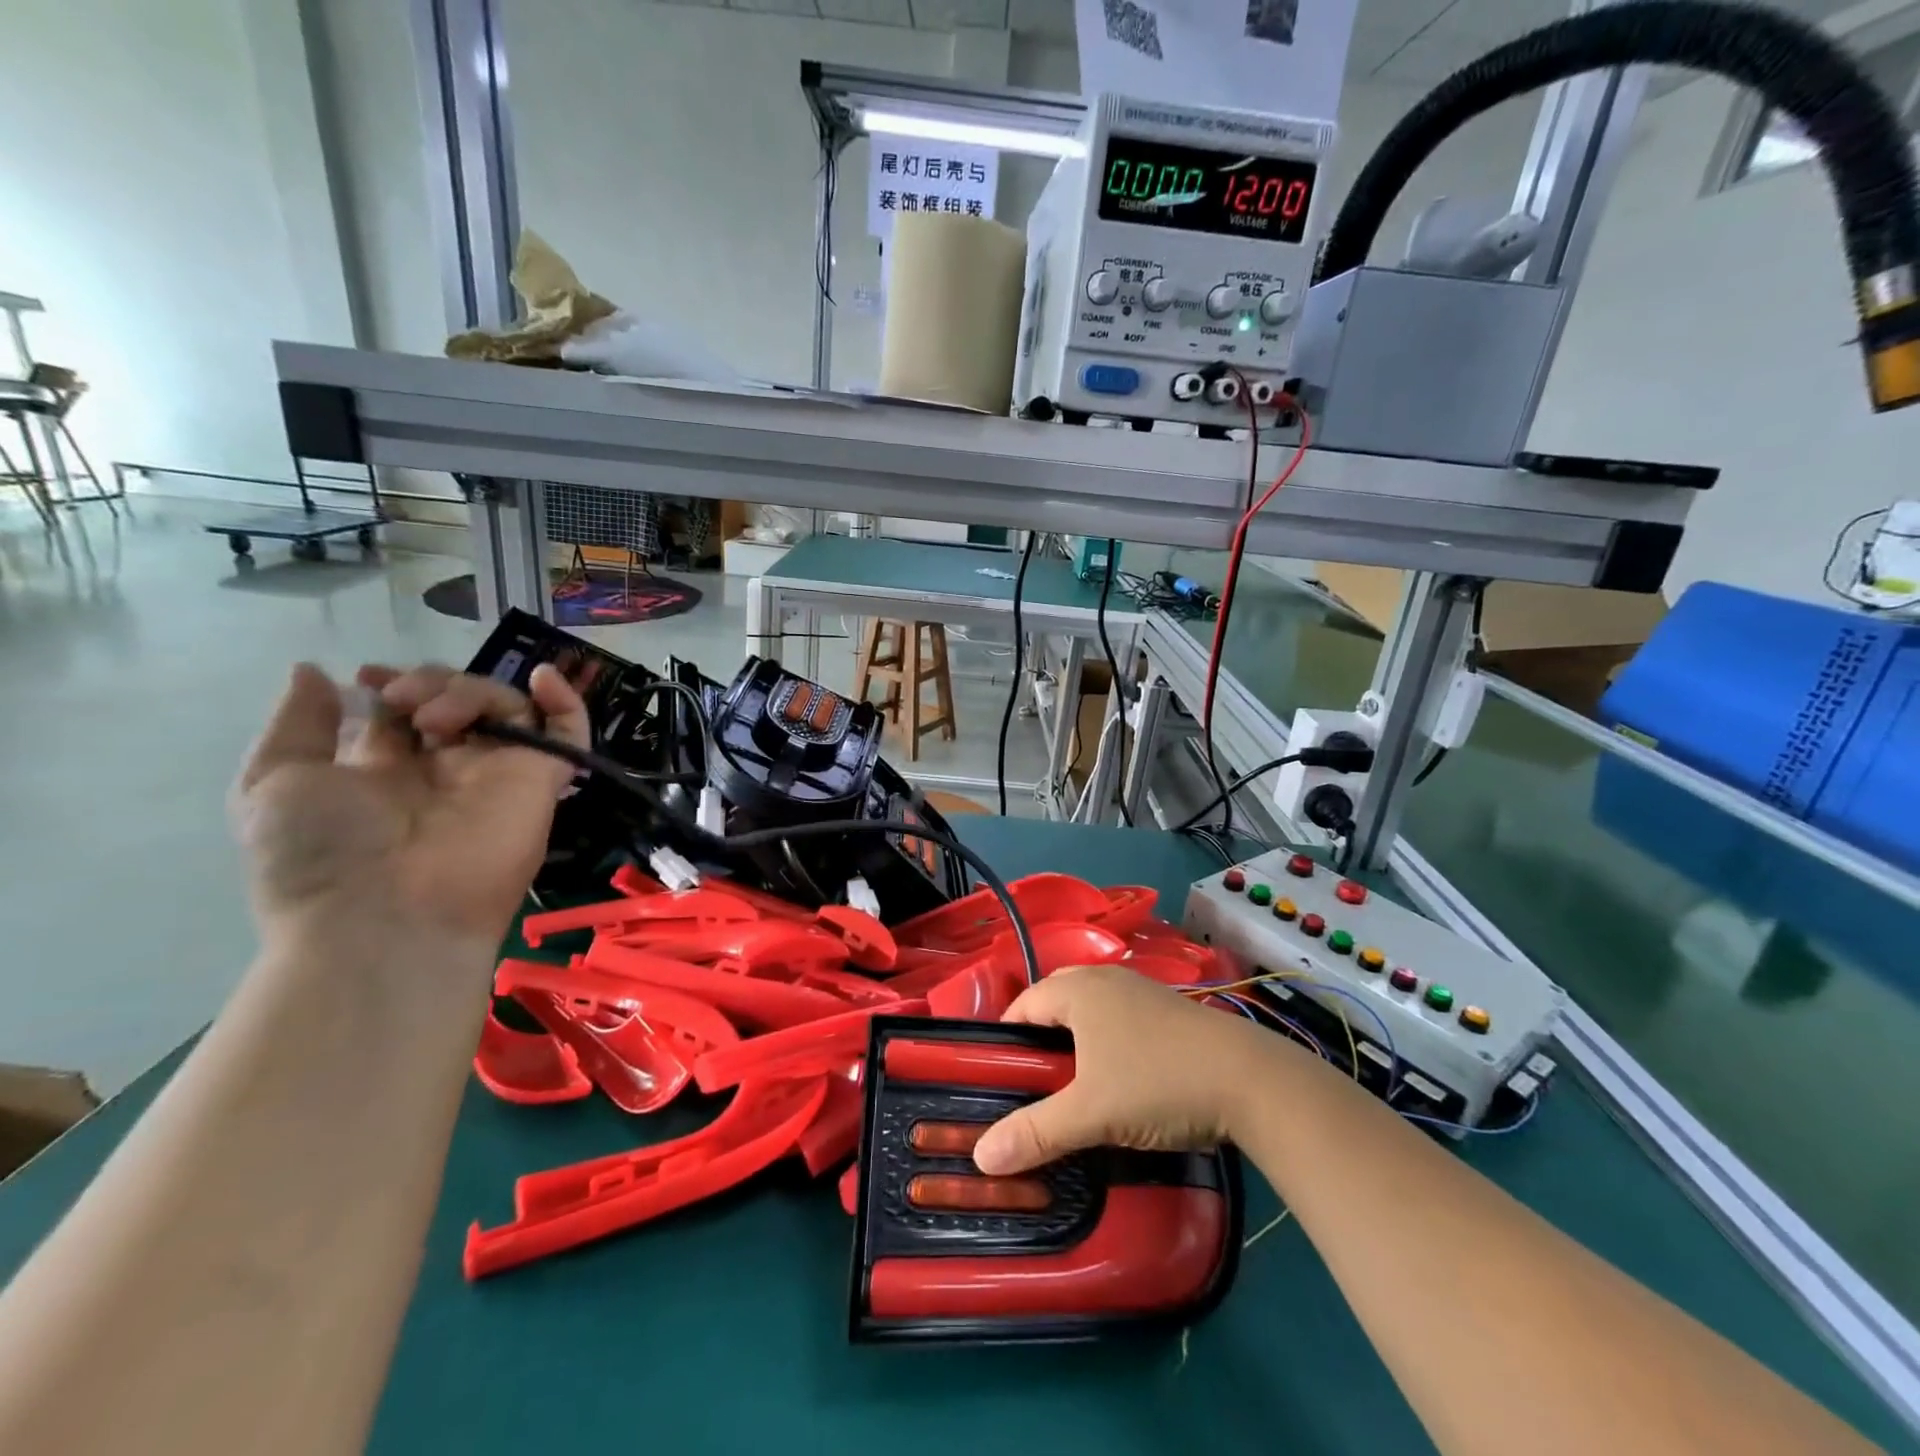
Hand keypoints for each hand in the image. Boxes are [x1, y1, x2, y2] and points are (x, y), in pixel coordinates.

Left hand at [232, 662, 586, 951]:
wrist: (384, 915)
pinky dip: (565, 701)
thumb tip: (315, 670)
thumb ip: (299, 723)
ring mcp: (499, 772)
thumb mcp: (274, 781)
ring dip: (469, 691)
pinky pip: (569, 733)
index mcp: (390, 769)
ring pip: (506, 705)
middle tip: (401, 700)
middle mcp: (449, 767)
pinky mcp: (541, 778)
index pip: (410, 710)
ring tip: (434, 719)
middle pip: (460, 700)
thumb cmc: (322, 854)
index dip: (394, 685)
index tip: (370, 679)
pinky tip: (542, 679)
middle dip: (429, 683)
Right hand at [972, 964, 1277, 1175]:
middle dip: (1038, 1033)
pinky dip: (1106, 1038)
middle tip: (1030, 1079)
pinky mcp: (1169, 1009)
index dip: (1005, 1036)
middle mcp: (1106, 980)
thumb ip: (1035, 1132)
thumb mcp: (1090, 1114)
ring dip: (1074, 1035)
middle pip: (1055, 999)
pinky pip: (1119, 1016)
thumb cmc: (1156, 1083)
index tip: (996, 1074)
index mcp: (1078, 990)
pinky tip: (1117, 1074)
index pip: (1023, 1003)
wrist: (1249, 1080)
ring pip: (1091, 1007)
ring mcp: (1141, 991)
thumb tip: (980, 1156)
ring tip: (1069, 1081)